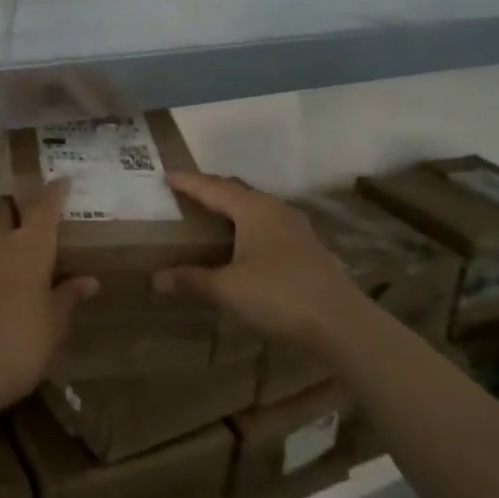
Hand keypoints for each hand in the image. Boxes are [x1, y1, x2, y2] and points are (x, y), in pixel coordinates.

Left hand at [0, 181, 97, 415]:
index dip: (54, 191)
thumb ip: (69, 296)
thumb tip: (88, 280)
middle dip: (14, 207)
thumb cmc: (21, 345)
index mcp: (28, 246)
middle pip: (1, 206)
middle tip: (28, 223)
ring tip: (6, 254)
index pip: (44, 205)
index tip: (62, 183)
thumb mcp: (55, 324)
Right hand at [154, 173, 365, 350]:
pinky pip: (267, 224)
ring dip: (231, 208)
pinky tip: (242, 243)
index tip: (166, 174)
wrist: (341, 323)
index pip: (212, 187)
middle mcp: (275, 209)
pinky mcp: (306, 247)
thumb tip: (157, 278)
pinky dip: (246, 226)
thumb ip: (193, 280)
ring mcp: (295, 227)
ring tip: (210, 214)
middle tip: (185, 192)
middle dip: (210, 189)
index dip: (187, 181)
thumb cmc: (279, 295)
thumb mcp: (228, 288)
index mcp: (253, 208)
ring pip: (254, 207)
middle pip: (236, 191)